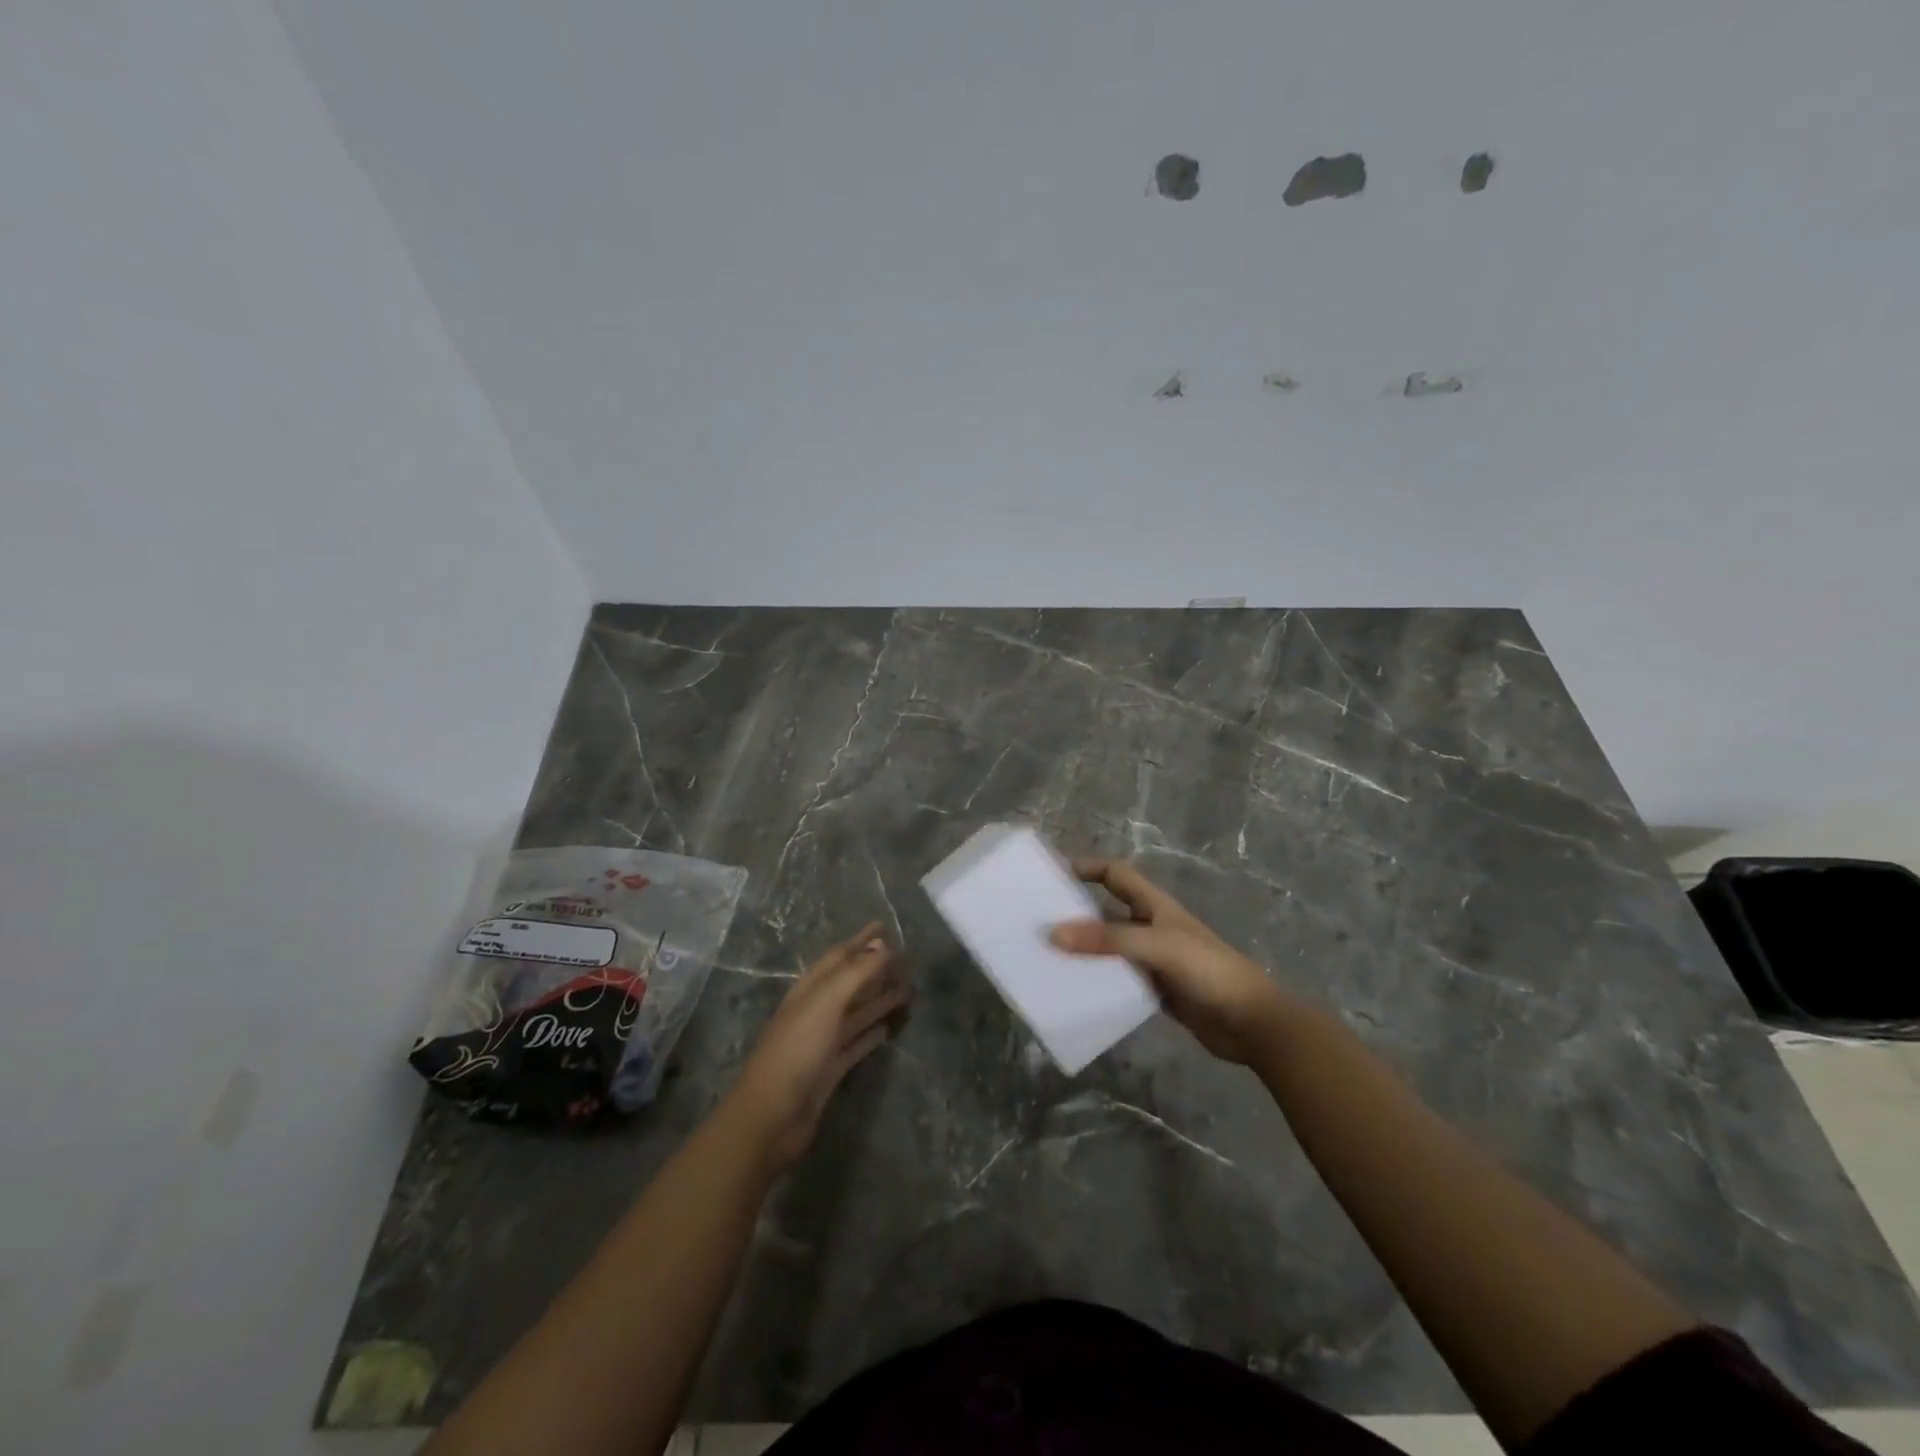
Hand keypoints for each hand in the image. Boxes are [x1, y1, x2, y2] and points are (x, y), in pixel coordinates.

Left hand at [725, 923, 908, 1172]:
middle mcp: (816, 1011)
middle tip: (908, 961)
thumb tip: (884, 946)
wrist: (771, 1116)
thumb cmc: (796, 1050)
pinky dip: (873, 1033)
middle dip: (876, 969)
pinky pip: (856, 1044)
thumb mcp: (826, 1002)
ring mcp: (822, 1041)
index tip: (885, 928)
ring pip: (857, 1012)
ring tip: (909, 990)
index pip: (839, 957)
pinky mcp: (830, 1070)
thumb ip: (856, 973)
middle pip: (850, 983)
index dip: (861, 941)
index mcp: (809, 990)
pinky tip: (890, 1027)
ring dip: (880, 999)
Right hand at [1051, 858, 1291, 1064]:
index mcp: (1154, 906)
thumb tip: (1053, 934)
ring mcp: (1153, 960)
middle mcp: (1151, 927)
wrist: (1252, 1022)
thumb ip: (1108, 940)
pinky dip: (1096, 980)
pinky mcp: (1155, 989)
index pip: (1115, 874)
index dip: (1086, 867)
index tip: (1052, 875)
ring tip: (1046, 957)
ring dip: (1083, 950)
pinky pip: (1117, 979)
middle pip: (1106, 910)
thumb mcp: (1157, 946)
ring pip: (1109, 947)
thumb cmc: (1208, 970)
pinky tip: (1073, 990)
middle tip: (1036, 921)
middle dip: (1075, 912)